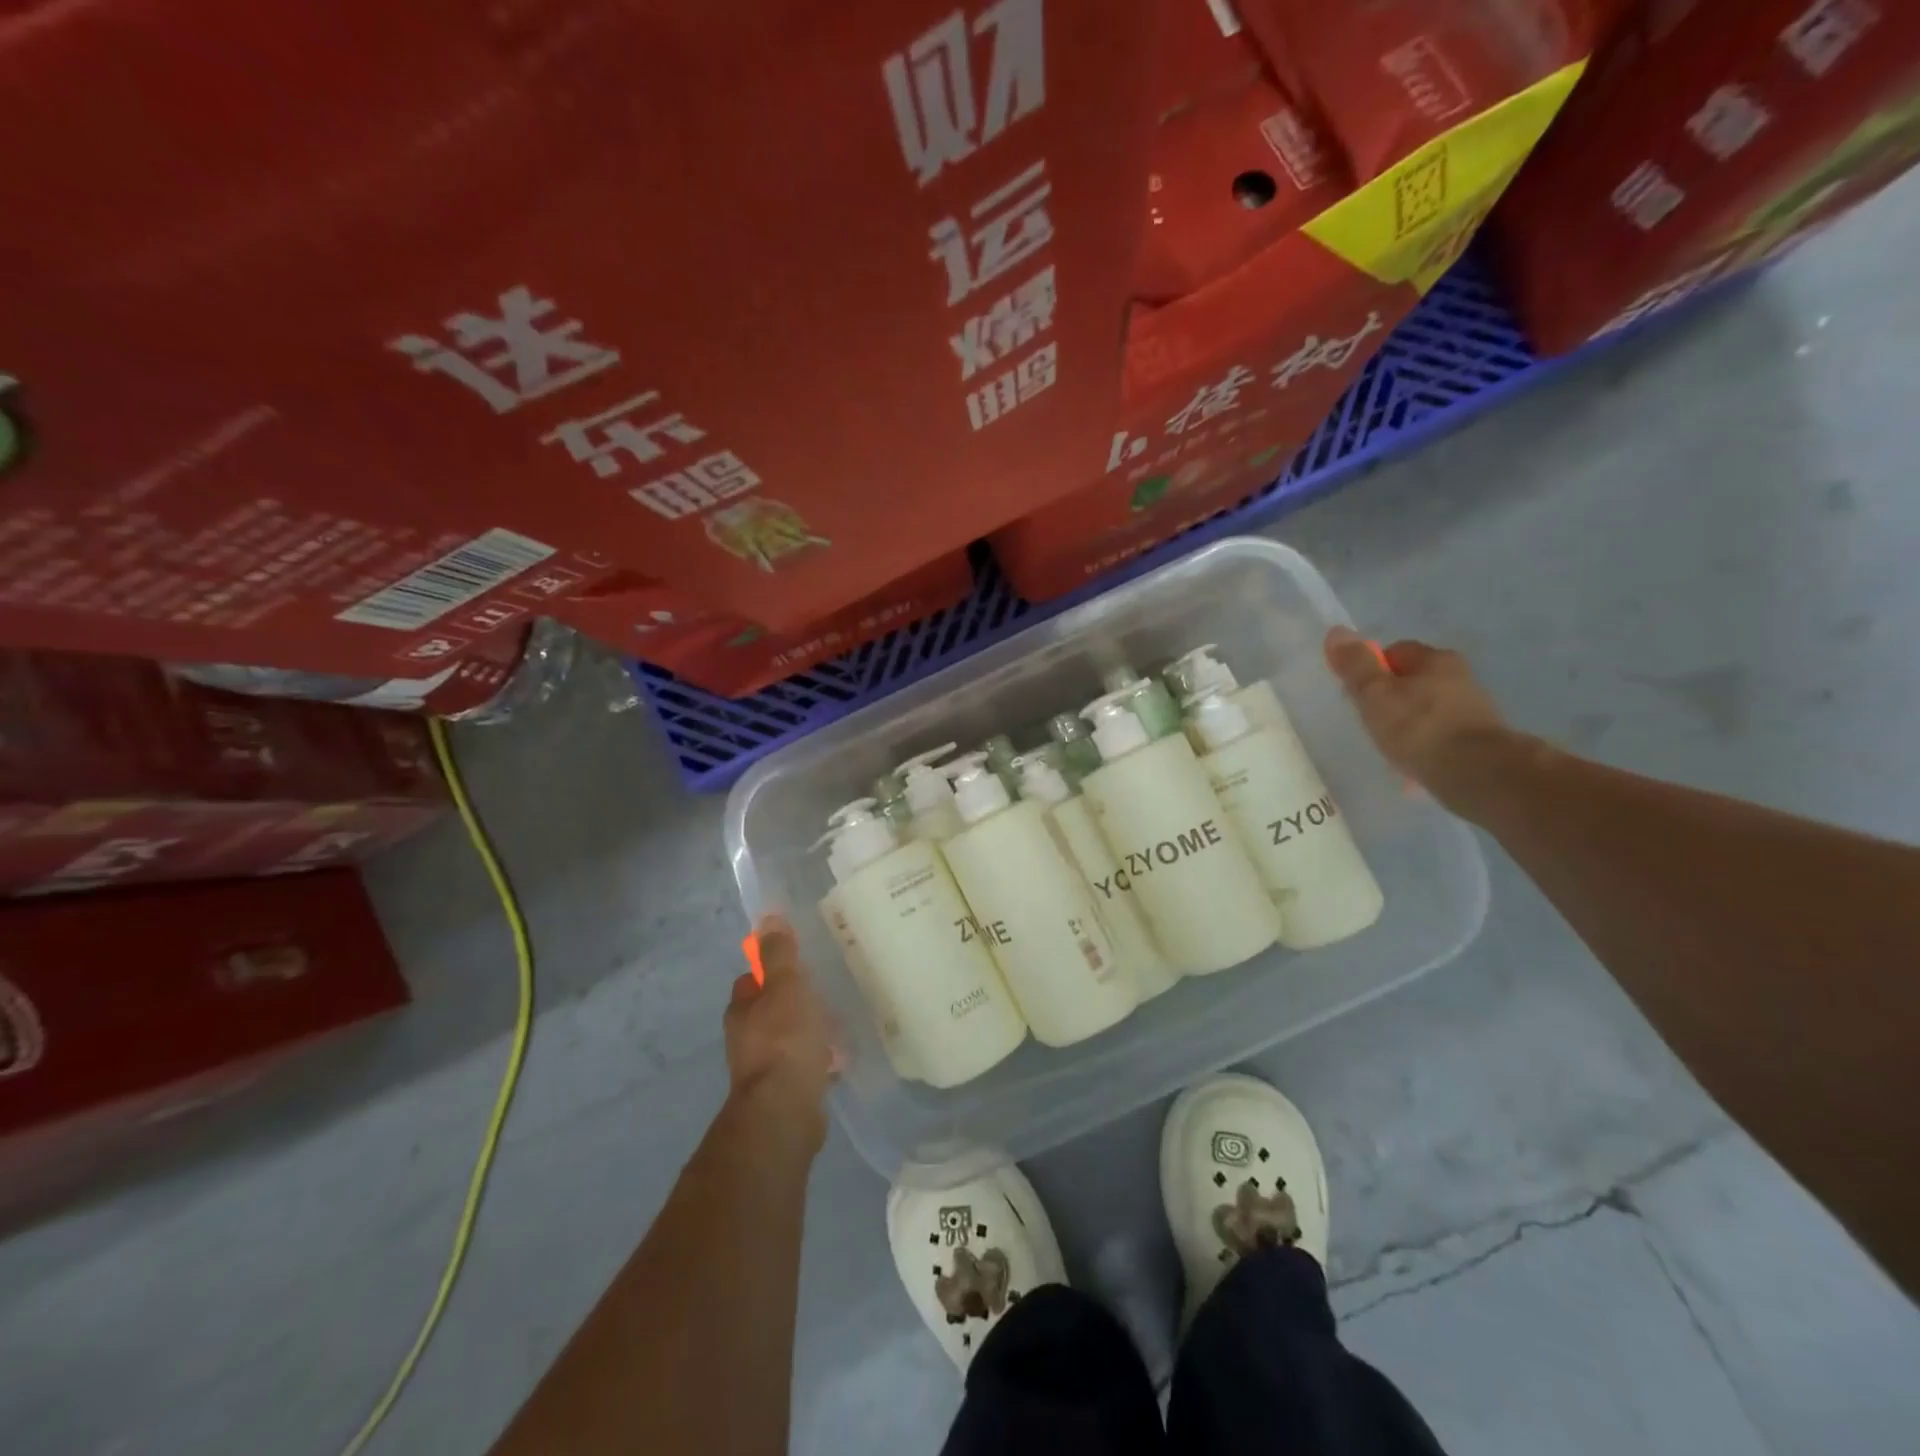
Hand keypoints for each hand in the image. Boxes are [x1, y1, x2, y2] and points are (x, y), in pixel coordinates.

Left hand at [723, 915, 837, 1142]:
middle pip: (770, 1010)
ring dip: (807, 1032)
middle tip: (824, 993)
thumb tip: (768, 918)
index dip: (772, 970)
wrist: (785, 1112)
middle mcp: (745, 1038)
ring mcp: (763, 1069)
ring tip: (838, 1025)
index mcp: (742, 1010)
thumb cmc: (785, 1040)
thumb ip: (779, 954)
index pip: (752, 980)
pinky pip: (802, 1066)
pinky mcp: (783, 1093)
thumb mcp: (786, 987)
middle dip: (793, 1002)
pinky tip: (839, 1059)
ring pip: (787, 1039)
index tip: (799, 965)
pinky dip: (817, 1060)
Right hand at [1323, 628, 1531, 818]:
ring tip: (1390, 746)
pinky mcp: (1479, 739)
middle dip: (1390, 698)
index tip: (1357, 695)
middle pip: (1412, 680)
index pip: (1395, 652)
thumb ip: (1355, 665)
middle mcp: (1459, 676)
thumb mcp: (1375, 694)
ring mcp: (1473, 708)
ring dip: (1408, 722)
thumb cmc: (1419, 727)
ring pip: (1427, 708)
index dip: (1371, 670)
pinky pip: (1439, 734)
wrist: (1477, 773)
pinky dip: (1424, 743)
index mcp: (1436, 659)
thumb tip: (1336, 631)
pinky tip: (1413, 762)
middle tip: (1370, 721)